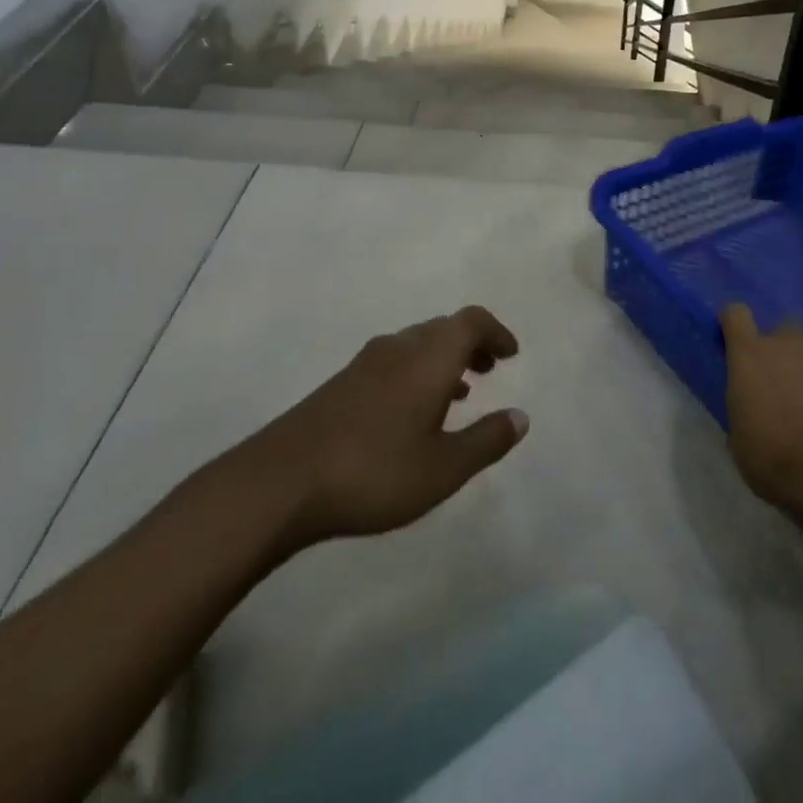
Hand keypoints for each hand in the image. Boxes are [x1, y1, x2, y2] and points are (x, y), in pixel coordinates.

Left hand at [243, 306, 527, 548]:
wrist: (281, 481)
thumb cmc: (374, 471)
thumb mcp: (443, 468)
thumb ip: (486, 440)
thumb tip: (521, 416)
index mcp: (429, 356)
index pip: (471, 321)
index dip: (495, 332)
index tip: (510, 353)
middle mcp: (399, 347)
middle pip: (443, 328)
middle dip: (471, 344)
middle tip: (489, 370)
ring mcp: (365, 363)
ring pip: (416, 345)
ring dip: (443, 359)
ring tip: (458, 393)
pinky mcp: (341, 383)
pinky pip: (393, 362)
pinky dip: (416, 373)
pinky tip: (412, 414)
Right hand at [720, 302, 802, 512]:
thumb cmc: (769, 456)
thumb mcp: (738, 431)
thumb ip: (746, 400)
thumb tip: (753, 400)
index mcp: (751, 354)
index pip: (736, 313)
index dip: (735, 324)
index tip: (736, 342)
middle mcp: (790, 346)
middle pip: (785, 329)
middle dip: (784, 350)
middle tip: (783, 384)